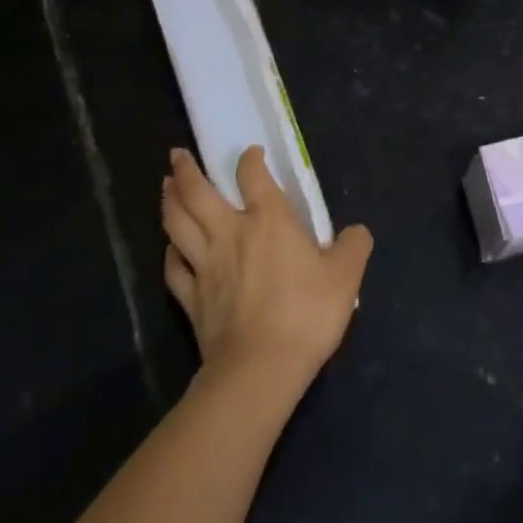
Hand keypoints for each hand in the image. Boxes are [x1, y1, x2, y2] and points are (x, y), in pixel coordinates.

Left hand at [161, 146, 372, 390]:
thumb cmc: (305, 314)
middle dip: (186, 171)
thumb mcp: (345, 276)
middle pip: (198, 194)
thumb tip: (357, 232)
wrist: (260, 370)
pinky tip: (170, 247)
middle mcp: (231, 232)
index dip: (250, 159)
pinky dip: (170, 252)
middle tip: (177, 155)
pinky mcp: (192, 299)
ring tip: (165, 185)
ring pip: (178, 224)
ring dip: (170, 201)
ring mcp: (206, 266)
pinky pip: (174, 269)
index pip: (253, 175)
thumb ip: (353, 246)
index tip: (251, 153)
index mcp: (269, 219)